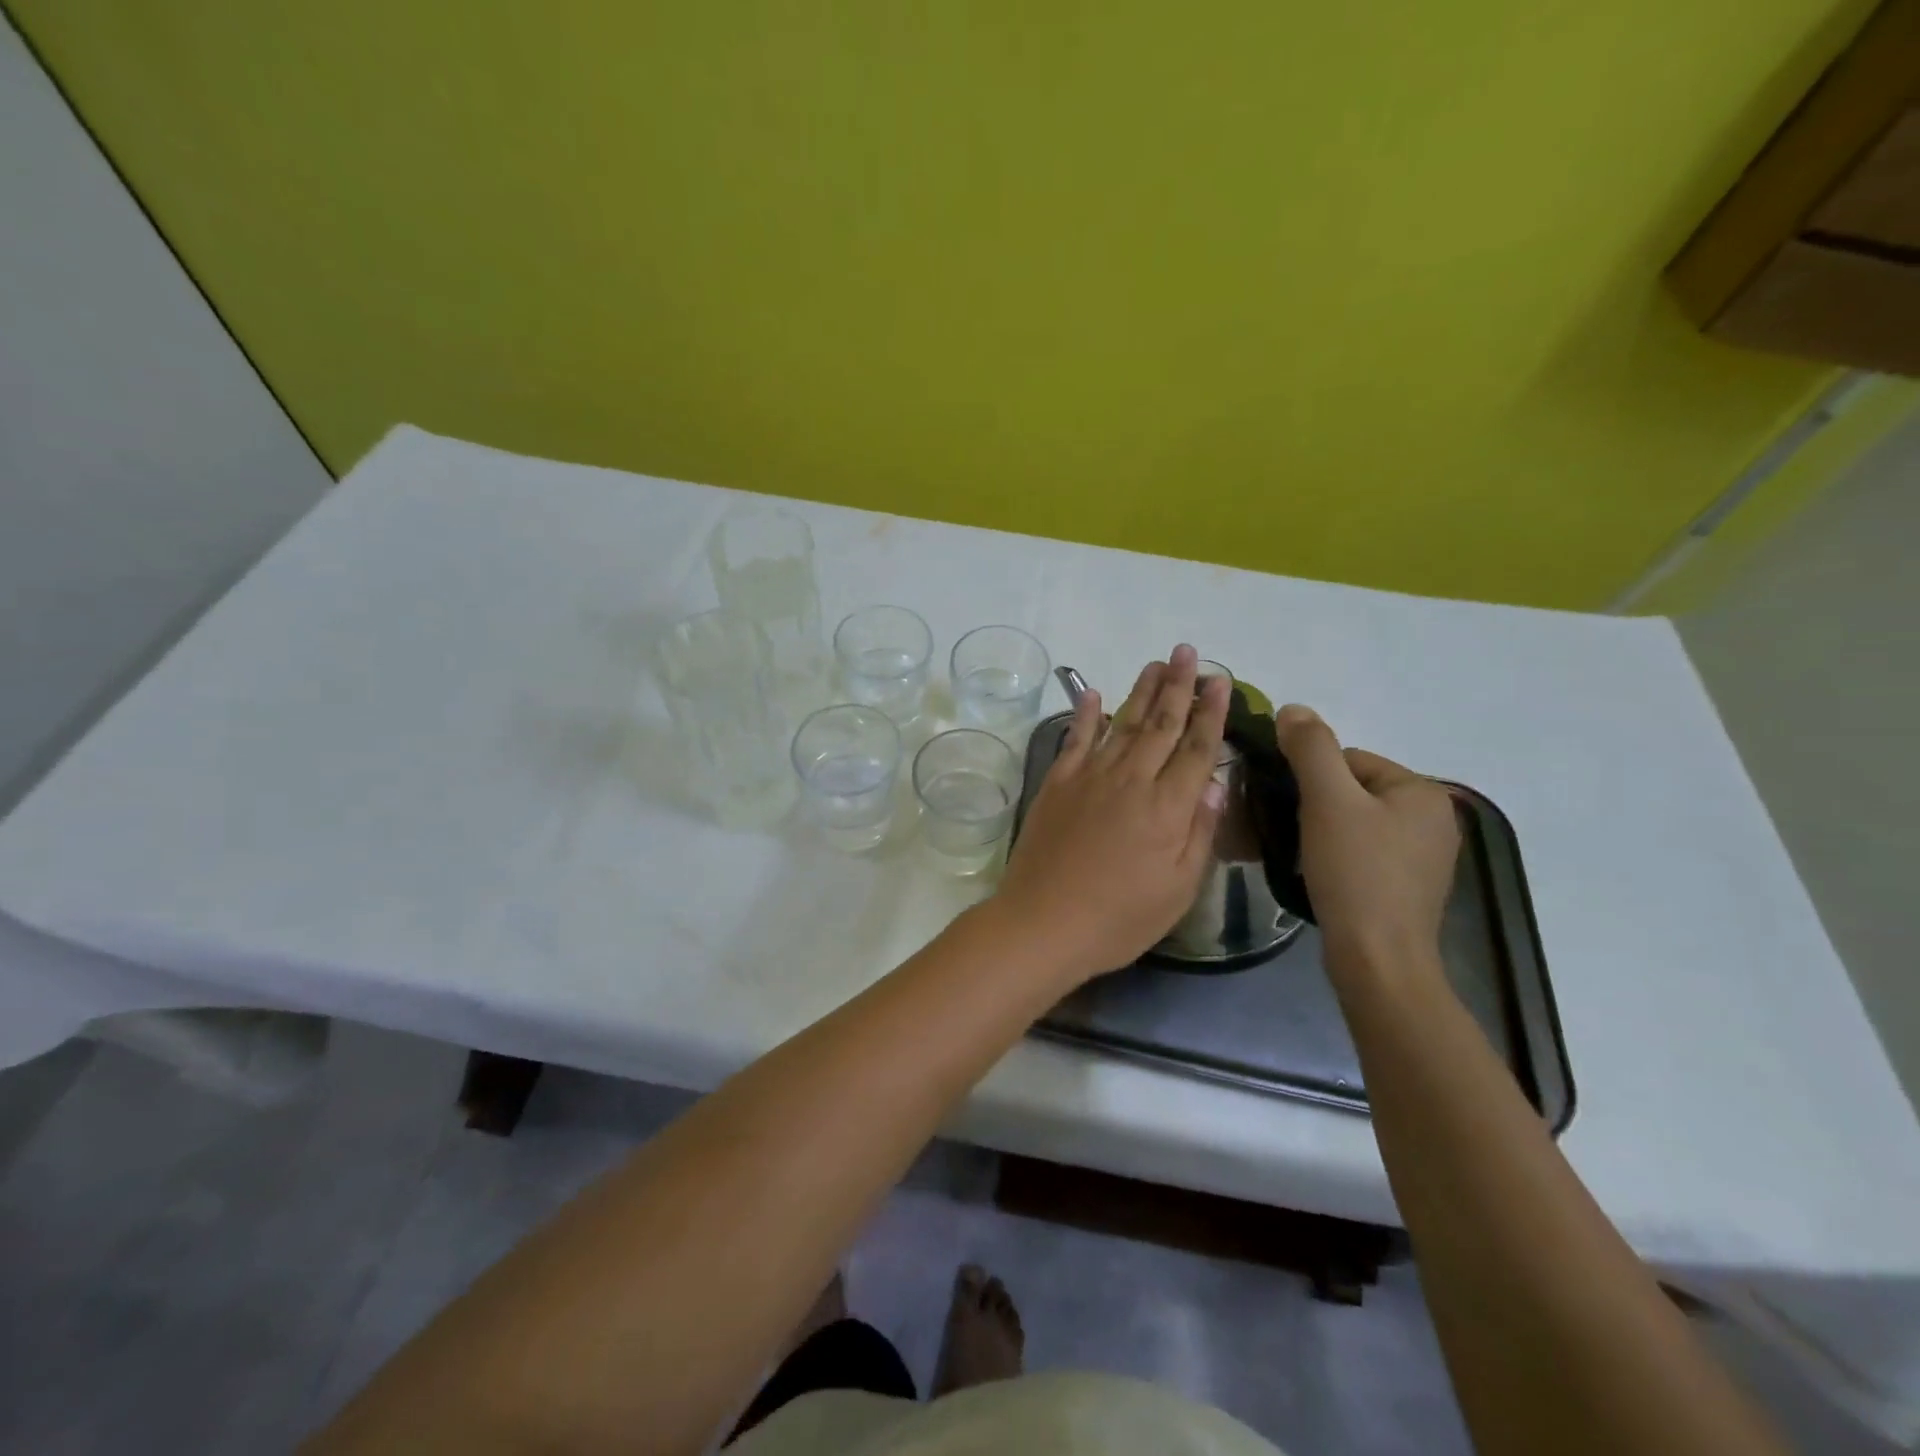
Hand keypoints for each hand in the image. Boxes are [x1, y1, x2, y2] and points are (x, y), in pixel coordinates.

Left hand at [992, 645, 1229, 986]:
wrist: (1043, 922)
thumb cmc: (1119, 917)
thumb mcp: (1178, 889)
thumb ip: (1200, 833)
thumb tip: (1217, 785)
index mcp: (1167, 807)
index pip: (1198, 748)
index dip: (1211, 713)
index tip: (1220, 681)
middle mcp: (1131, 780)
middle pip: (1162, 724)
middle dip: (1179, 686)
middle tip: (1188, 652)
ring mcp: (1090, 777)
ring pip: (1123, 723)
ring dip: (1141, 691)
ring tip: (1156, 663)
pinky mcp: (1057, 784)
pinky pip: (1075, 739)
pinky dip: (1086, 714)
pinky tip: (1093, 693)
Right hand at [1274, 705, 1459, 981]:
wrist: (1378, 959)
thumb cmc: (1355, 872)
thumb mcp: (1327, 800)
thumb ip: (1310, 748)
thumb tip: (1293, 709)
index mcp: (1423, 791)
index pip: (1350, 760)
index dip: (1311, 780)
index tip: (1292, 809)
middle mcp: (1435, 819)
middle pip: (1353, 791)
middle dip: (1317, 806)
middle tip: (1293, 833)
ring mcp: (1427, 857)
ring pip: (1357, 824)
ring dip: (1324, 832)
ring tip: (1304, 856)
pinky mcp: (1411, 888)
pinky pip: (1366, 853)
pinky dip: (1340, 858)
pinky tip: (1324, 877)